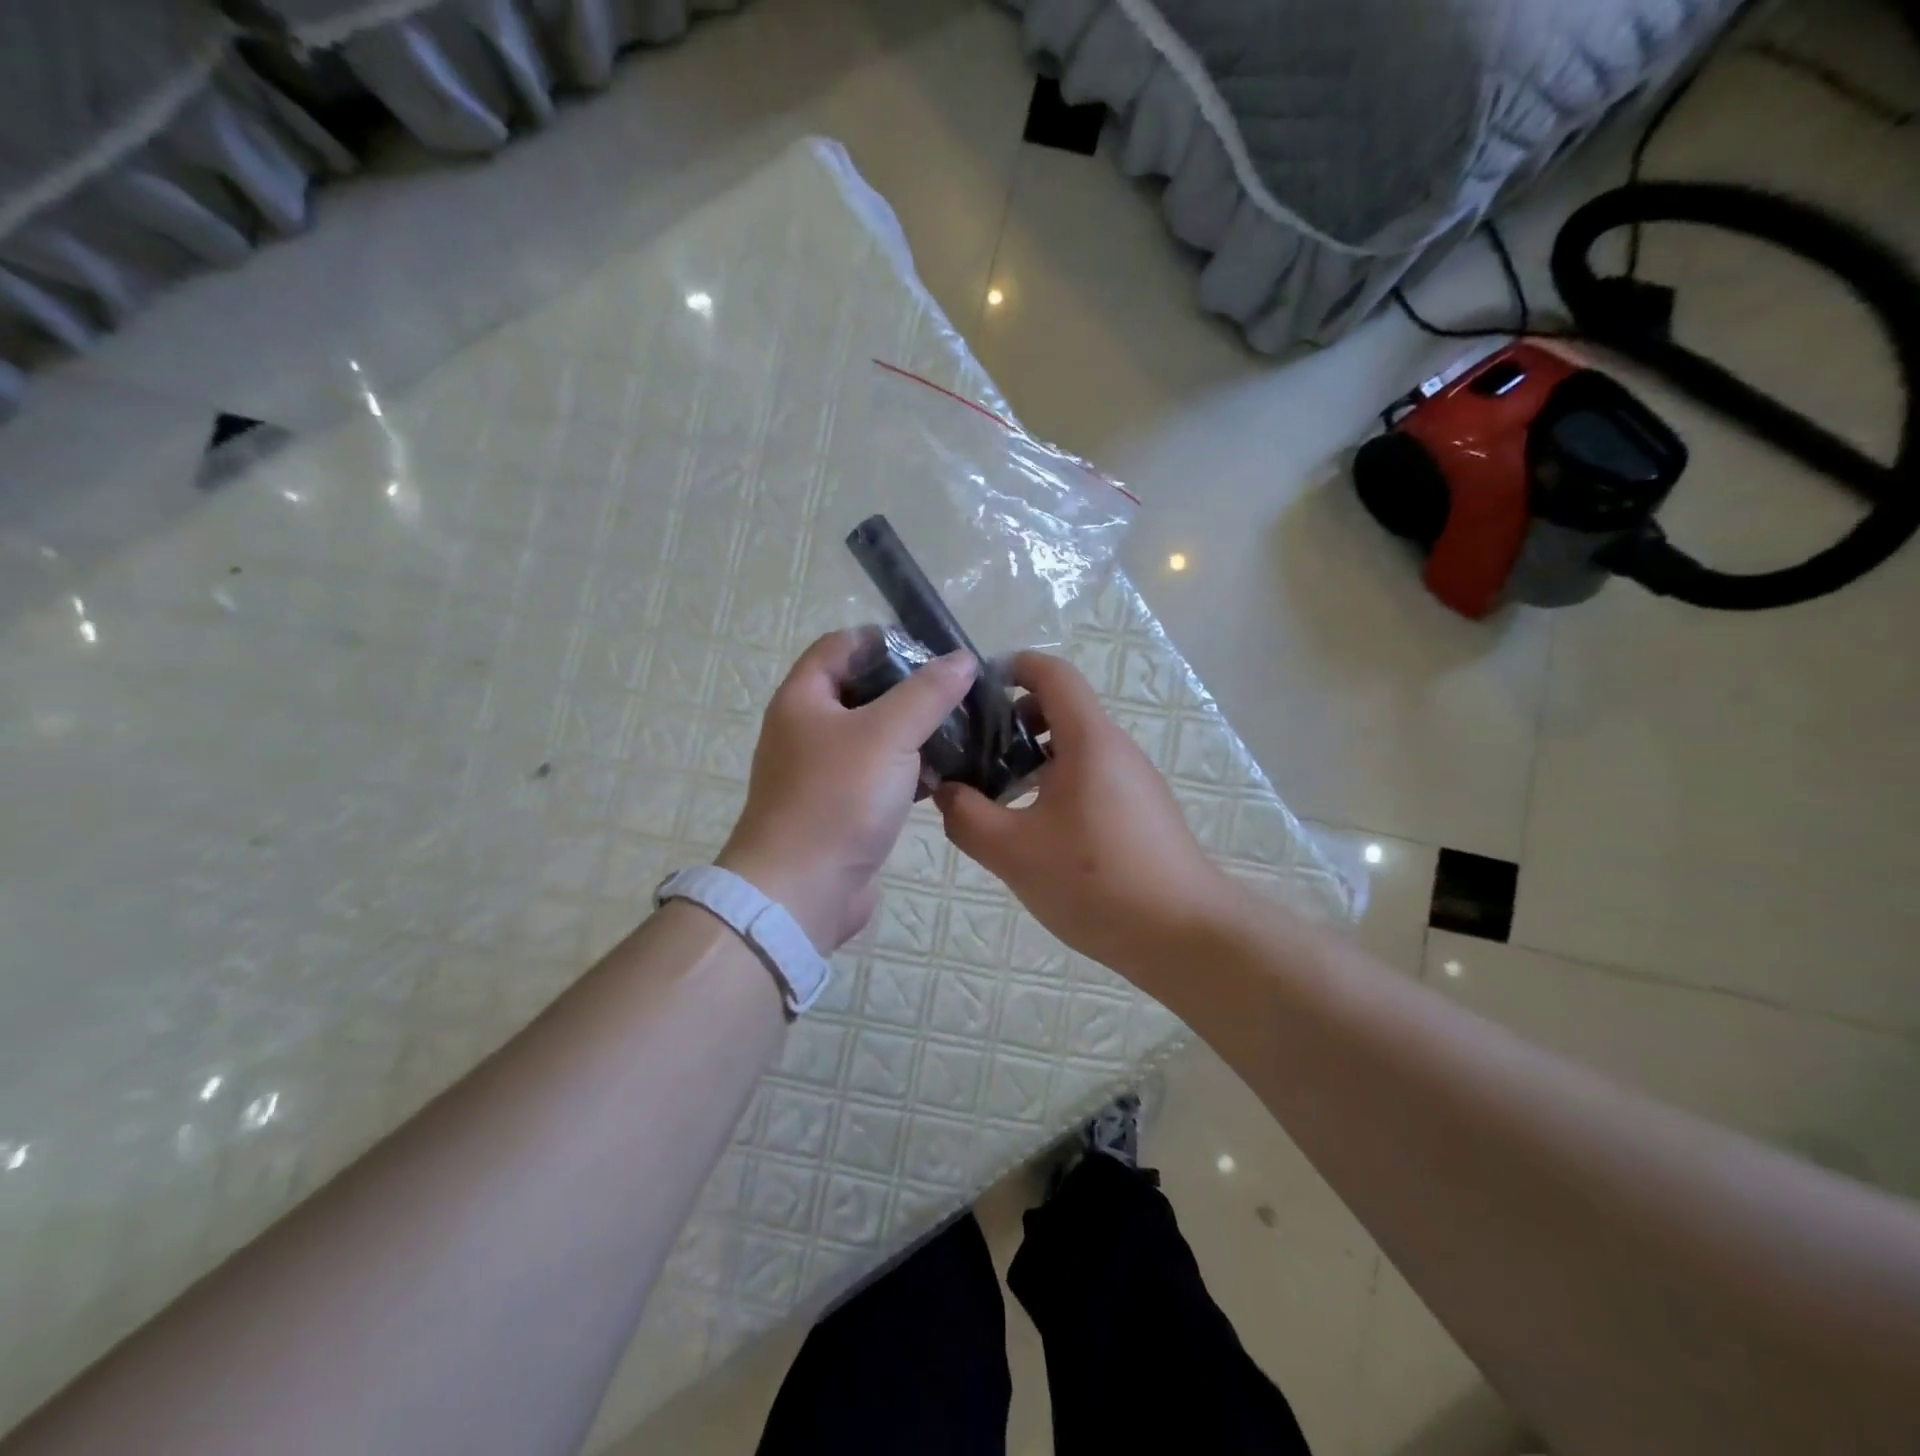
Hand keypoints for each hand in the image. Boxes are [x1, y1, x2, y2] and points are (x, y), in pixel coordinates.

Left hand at [719, 629, 976, 951]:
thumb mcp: (887, 734)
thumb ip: (927, 693)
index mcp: (804, 698)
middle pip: (862, 691)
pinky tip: (946, 775)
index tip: (932, 649)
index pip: (841, 645)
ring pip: (876, 737)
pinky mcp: (842, 808)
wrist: (802, 891)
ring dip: (915, 731)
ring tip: (964, 729)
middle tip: (957, 691)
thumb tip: (962, 660)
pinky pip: (880, 776)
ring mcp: (824, 772)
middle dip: (909, 688)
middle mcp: (808, 729)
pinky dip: (910, 771)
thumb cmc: (838, 798)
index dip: (884, 639)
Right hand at [934, 652, 1236, 976]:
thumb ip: (966, 817)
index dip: (1012, 667)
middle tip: (972, 753)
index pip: (1052, 673)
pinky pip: (1090, 778)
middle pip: (1061, 709)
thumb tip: (945, 791)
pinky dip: (1055, 785)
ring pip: (1074, 748)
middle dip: (1012, 721)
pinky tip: (1035, 831)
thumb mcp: (1013, 851)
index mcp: (1089, 739)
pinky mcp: (1140, 812)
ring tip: (995, 796)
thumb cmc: (1096, 880)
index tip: (972, 692)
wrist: (1184, 935)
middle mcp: (1115, 748)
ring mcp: (1133, 781)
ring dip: (1032, 759)